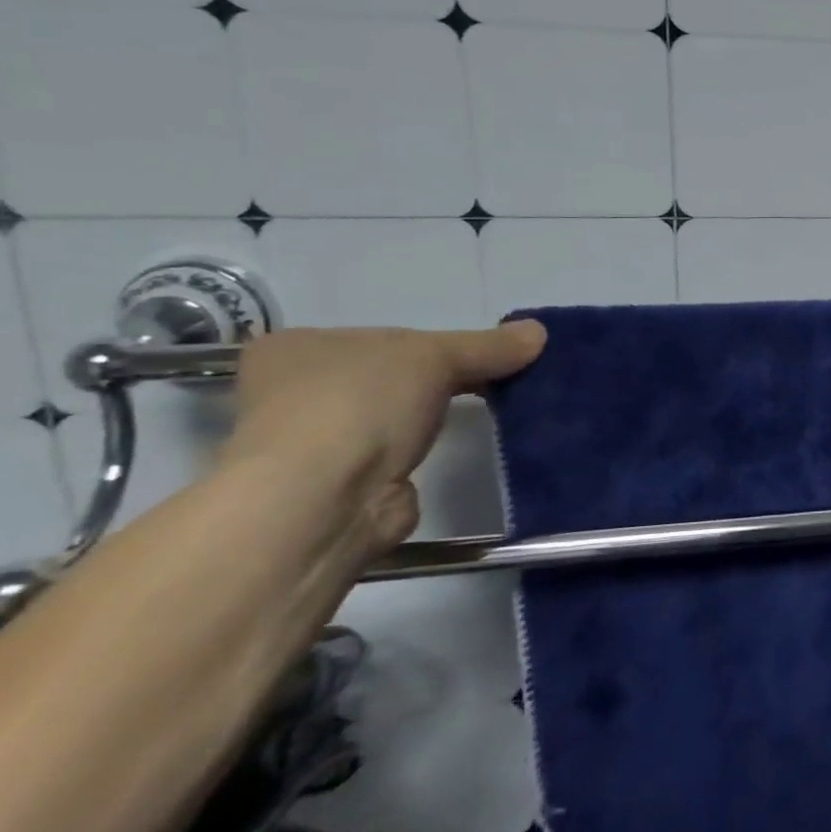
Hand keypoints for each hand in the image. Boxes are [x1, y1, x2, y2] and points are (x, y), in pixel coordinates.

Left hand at [219, 323, 546, 552]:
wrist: (324, 499)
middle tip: (492, 379)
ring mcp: (312, 441)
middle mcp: (291, 392)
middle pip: (390, 374)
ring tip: (483, 411)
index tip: (476, 354)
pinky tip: (452, 446)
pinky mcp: (340, 483)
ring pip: (393, 414)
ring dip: (431, 415)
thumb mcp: (436, 356)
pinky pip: (396, 452)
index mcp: (297, 348)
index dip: (433, 342)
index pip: (383, 336)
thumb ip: (487, 345)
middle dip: (438, 378)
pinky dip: (424, 450)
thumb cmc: (361, 404)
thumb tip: (539, 331)